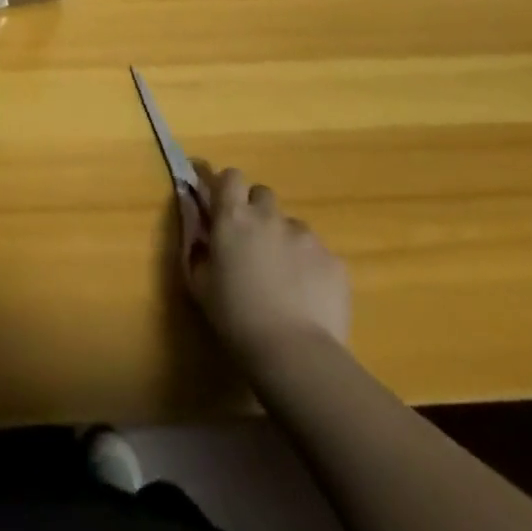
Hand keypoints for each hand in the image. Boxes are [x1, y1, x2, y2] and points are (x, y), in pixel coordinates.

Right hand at [181, 161, 350, 366]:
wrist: (294, 354)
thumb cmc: (235, 318)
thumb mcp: (199, 283)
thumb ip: (197, 247)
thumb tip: (198, 226)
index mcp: (233, 217)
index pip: (231, 176)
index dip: (228, 187)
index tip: (224, 206)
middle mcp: (269, 217)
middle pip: (263, 195)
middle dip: (258, 212)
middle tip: (254, 244)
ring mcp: (306, 236)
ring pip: (293, 226)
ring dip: (285, 241)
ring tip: (286, 280)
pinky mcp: (334, 260)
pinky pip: (319, 254)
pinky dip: (312, 267)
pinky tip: (309, 297)